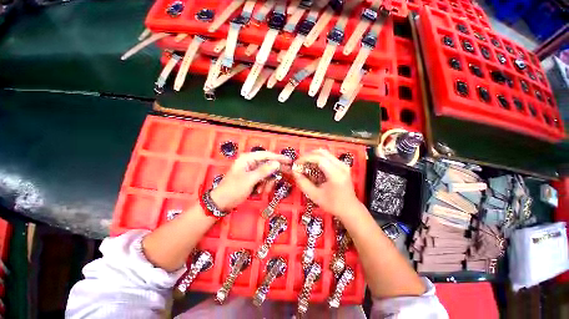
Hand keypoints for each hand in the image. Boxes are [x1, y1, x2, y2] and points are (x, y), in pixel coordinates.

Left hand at [210, 151, 290, 210]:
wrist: (221, 203)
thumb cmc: (233, 189)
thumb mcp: (250, 180)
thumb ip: (264, 171)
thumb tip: (277, 163)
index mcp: (247, 158)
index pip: (267, 155)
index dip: (279, 158)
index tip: (289, 161)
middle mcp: (250, 162)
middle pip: (268, 164)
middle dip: (273, 174)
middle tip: (284, 176)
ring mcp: (251, 170)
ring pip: (266, 173)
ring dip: (267, 182)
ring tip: (263, 190)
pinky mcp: (252, 178)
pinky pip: (263, 179)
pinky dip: (264, 185)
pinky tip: (259, 191)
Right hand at [292, 149, 360, 219]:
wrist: (350, 208)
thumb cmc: (332, 204)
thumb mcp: (314, 196)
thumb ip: (303, 183)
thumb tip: (294, 171)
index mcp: (336, 174)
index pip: (319, 158)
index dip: (305, 158)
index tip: (296, 164)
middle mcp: (341, 166)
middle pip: (322, 152)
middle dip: (308, 155)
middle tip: (299, 163)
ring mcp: (343, 164)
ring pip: (325, 153)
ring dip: (313, 156)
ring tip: (304, 163)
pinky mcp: (342, 165)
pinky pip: (328, 157)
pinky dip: (318, 158)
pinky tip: (313, 166)